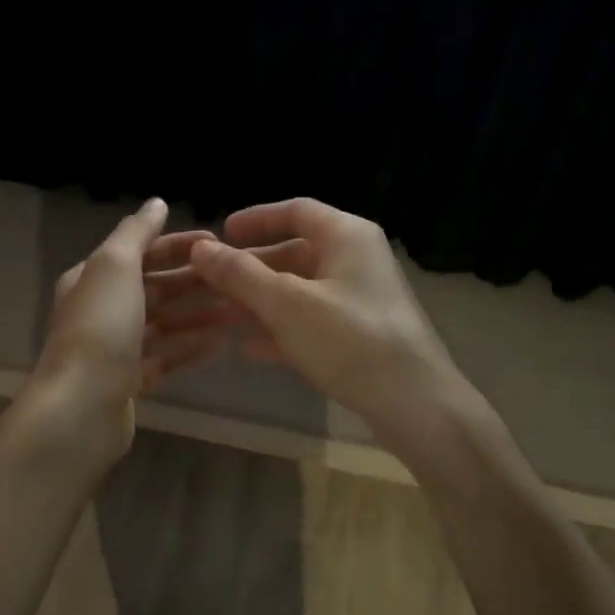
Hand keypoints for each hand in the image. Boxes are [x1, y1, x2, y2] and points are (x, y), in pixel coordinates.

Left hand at [26, 200, 228, 466]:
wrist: (79, 408)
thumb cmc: (100, 328)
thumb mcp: (115, 266)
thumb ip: (136, 233)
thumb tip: (156, 203)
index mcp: (93, 278)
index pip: (141, 252)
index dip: (179, 245)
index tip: (220, 244)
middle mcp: (101, 310)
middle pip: (155, 288)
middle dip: (194, 282)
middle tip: (237, 280)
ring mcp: (114, 349)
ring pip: (163, 325)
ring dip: (198, 317)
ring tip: (237, 312)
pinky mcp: (128, 383)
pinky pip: (165, 360)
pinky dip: (190, 351)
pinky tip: (221, 348)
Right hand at [169, 198, 458, 438]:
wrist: (414, 403)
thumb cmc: (349, 339)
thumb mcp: (286, 303)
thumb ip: (241, 274)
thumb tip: (200, 249)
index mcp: (346, 237)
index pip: (296, 211)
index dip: (256, 219)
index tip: (221, 233)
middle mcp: (356, 261)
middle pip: (295, 253)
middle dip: (250, 269)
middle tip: (209, 282)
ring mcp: (360, 301)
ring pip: (300, 292)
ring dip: (259, 302)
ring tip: (218, 316)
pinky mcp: (360, 337)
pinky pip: (312, 323)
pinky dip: (281, 330)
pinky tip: (249, 349)